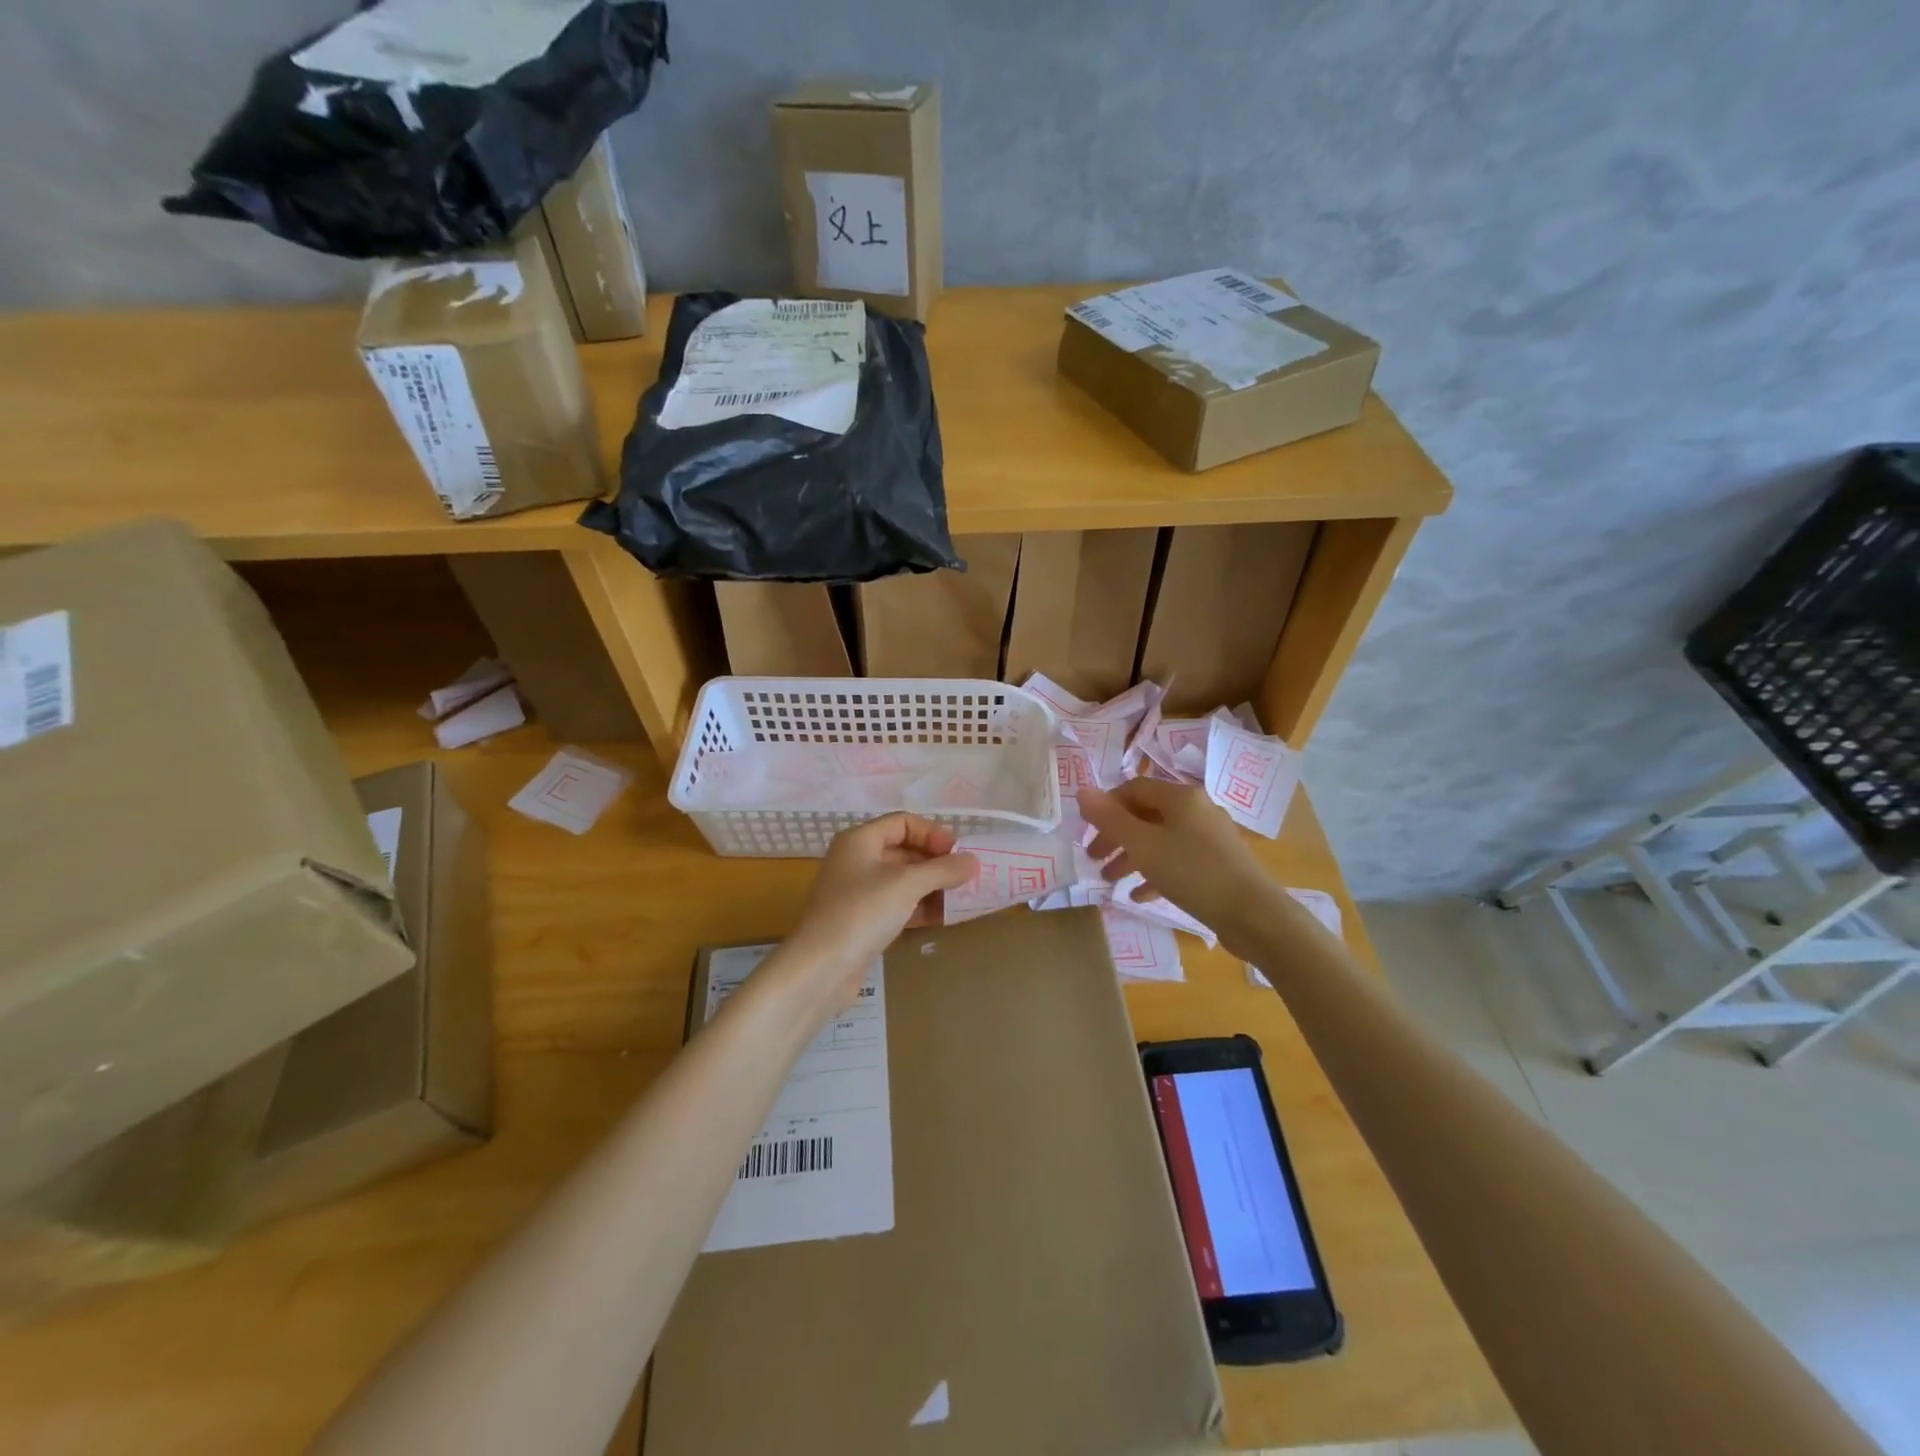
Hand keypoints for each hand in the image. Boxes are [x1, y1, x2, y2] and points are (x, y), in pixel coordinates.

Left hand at [782, 814, 976, 1007]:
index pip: (903, 823)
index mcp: (859, 840)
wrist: (820, 969)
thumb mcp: (907, 884)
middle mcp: (855, 860)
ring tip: (960, 898)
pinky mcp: (860, 921)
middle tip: (966, 877)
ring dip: (930, 886)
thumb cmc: (862, 912)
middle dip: (935, 862)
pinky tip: (942, 918)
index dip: (933, 833)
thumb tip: (974, 861)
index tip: (959, 853)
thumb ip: (943, 870)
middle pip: (903, 850)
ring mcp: (856, 892)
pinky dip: (918, 907)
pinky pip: (896, 904)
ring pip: (901, 880)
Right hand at [1079, 780, 1276, 953]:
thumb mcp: (1143, 845)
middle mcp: (1197, 810)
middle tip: (1093, 859)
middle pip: (1146, 815)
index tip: (1087, 832)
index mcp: (1181, 797)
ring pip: (1160, 840)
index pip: (1133, 788)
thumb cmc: (1193, 872)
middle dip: (1116, 836)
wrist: (1254, 915)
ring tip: (1110, 881)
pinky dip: (1155, 873)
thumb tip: (1082, 790)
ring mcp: (1210, 838)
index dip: (1106, 807)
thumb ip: (1109, 819)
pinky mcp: (1218, 865)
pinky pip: (1178, 861)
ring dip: (1132, 857)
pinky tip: (1140, 896)